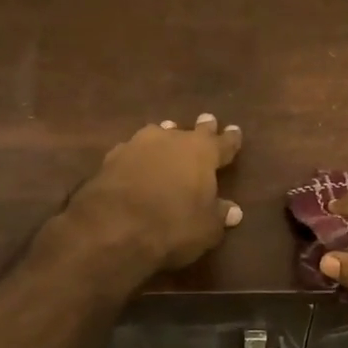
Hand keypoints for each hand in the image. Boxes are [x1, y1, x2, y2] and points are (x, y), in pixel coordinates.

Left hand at [65, 114, 244, 273]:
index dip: (231, 139)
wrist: (112, 227)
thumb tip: (233, 210)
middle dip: (202, 128)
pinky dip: (139, 156)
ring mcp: (139, 145)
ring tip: (168, 132)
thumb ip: (220, 215)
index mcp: (203, 152)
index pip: (223, 142)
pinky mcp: (111, 158)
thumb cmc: (172, 225)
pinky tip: (136, 161)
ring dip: (166, 136)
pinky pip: (132, 151)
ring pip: (159, 134)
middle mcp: (172, 140)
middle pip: (191, 131)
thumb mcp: (206, 228)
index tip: (235, 131)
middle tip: (207, 120)